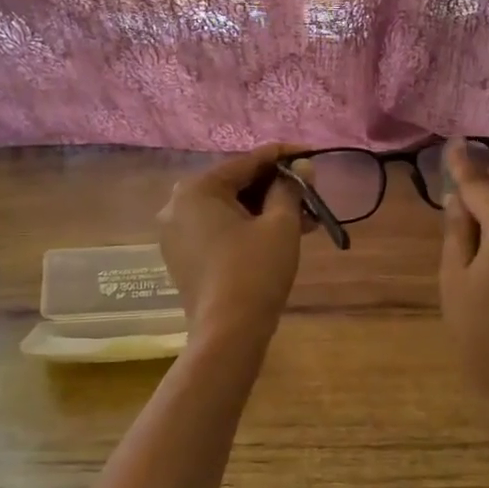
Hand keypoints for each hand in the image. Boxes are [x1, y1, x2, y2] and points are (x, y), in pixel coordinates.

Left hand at [157, 144, 308, 347]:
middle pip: (236, 184)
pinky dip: (247, 228)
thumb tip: (302, 166)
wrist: (228, 333)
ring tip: (305, 217)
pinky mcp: (183, 257)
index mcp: (197, 189)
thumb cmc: (255, 271)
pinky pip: (219, 230)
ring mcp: (176, 233)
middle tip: (311, 190)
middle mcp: (177, 205)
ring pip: (229, 209)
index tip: (312, 153)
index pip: (247, 162)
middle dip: (276, 187)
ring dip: (266, 210)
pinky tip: (280, 234)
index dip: (284, 156)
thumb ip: (290, 188)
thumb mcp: (280, 225)